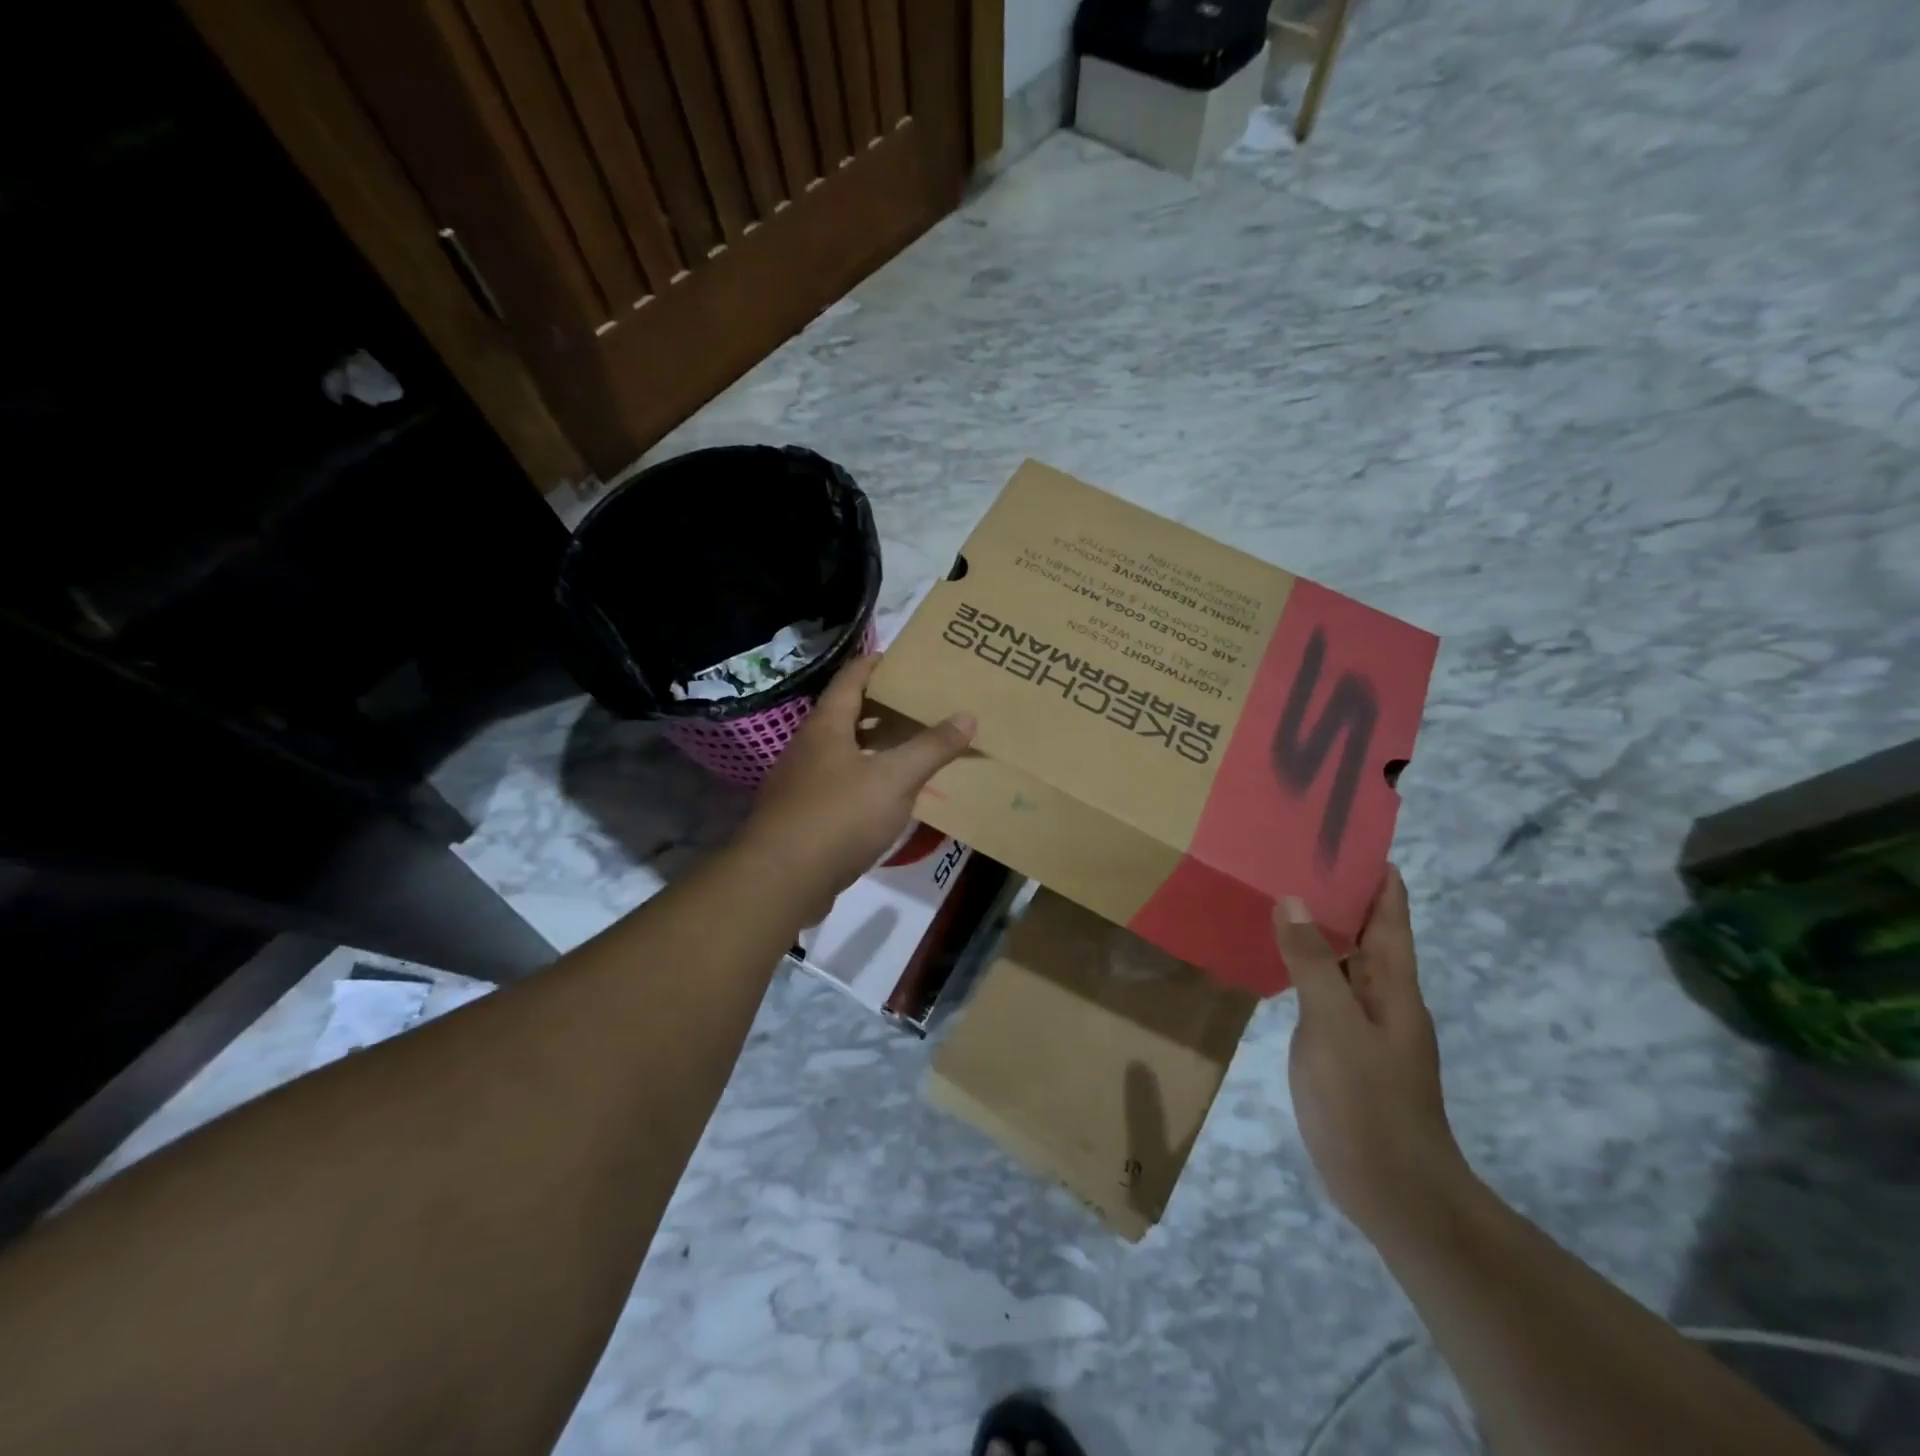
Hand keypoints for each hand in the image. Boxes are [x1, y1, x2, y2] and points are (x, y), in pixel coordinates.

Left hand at [742, 654, 975, 920]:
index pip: (850, 679)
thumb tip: (967, 715)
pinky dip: (863, 780)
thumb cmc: (839, 816)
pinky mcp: (801, 816)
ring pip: (841, 752)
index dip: (874, 663)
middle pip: (845, 715)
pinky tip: (885, 796)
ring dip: (872, 746)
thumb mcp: (894, 779)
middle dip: (880, 707)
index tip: (901, 658)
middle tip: (917, 704)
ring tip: (908, 746)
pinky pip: (838, 785)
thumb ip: (931, 748)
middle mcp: (808, 747)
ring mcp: (800, 783)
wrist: (782, 879)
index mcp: (826, 726)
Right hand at [1273, 866, 1469, 1241]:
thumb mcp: (1334, 1027)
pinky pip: (1325, 987)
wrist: (1393, 1191)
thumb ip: (1313, 963)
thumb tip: (1294, 898)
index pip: (1390, 912)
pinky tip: (1278, 956)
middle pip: (1367, 929)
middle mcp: (1384, 994)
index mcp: (1394, 983)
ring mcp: (1364, 1022)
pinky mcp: (1343, 1045)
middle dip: (1340, 890)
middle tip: (1295, 852)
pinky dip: (1306, 962)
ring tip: (1281, 890)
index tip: (1346, 833)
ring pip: (1344, 958)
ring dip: (1321, 925)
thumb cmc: (1368, 1102)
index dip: (1375, 872)